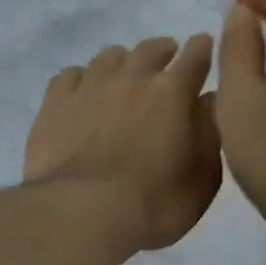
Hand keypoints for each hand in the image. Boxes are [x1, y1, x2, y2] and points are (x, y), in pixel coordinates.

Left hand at [24, 34, 221, 253]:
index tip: (203, 50)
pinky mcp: (55, 102)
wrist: (83, 214)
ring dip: (123, 63)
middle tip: (165, 66)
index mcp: (173, 92)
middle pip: (151, 49)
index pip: (195, 55)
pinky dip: (83, 79)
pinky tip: (83, 94)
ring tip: (123, 78)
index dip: (202, 50)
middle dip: (163, 53)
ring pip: (110, 57)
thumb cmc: (154, 206)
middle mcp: (132, 77)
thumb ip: (210, 136)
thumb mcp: (202, 181)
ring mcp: (90, 86)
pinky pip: (71, 75)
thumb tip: (208, 102)